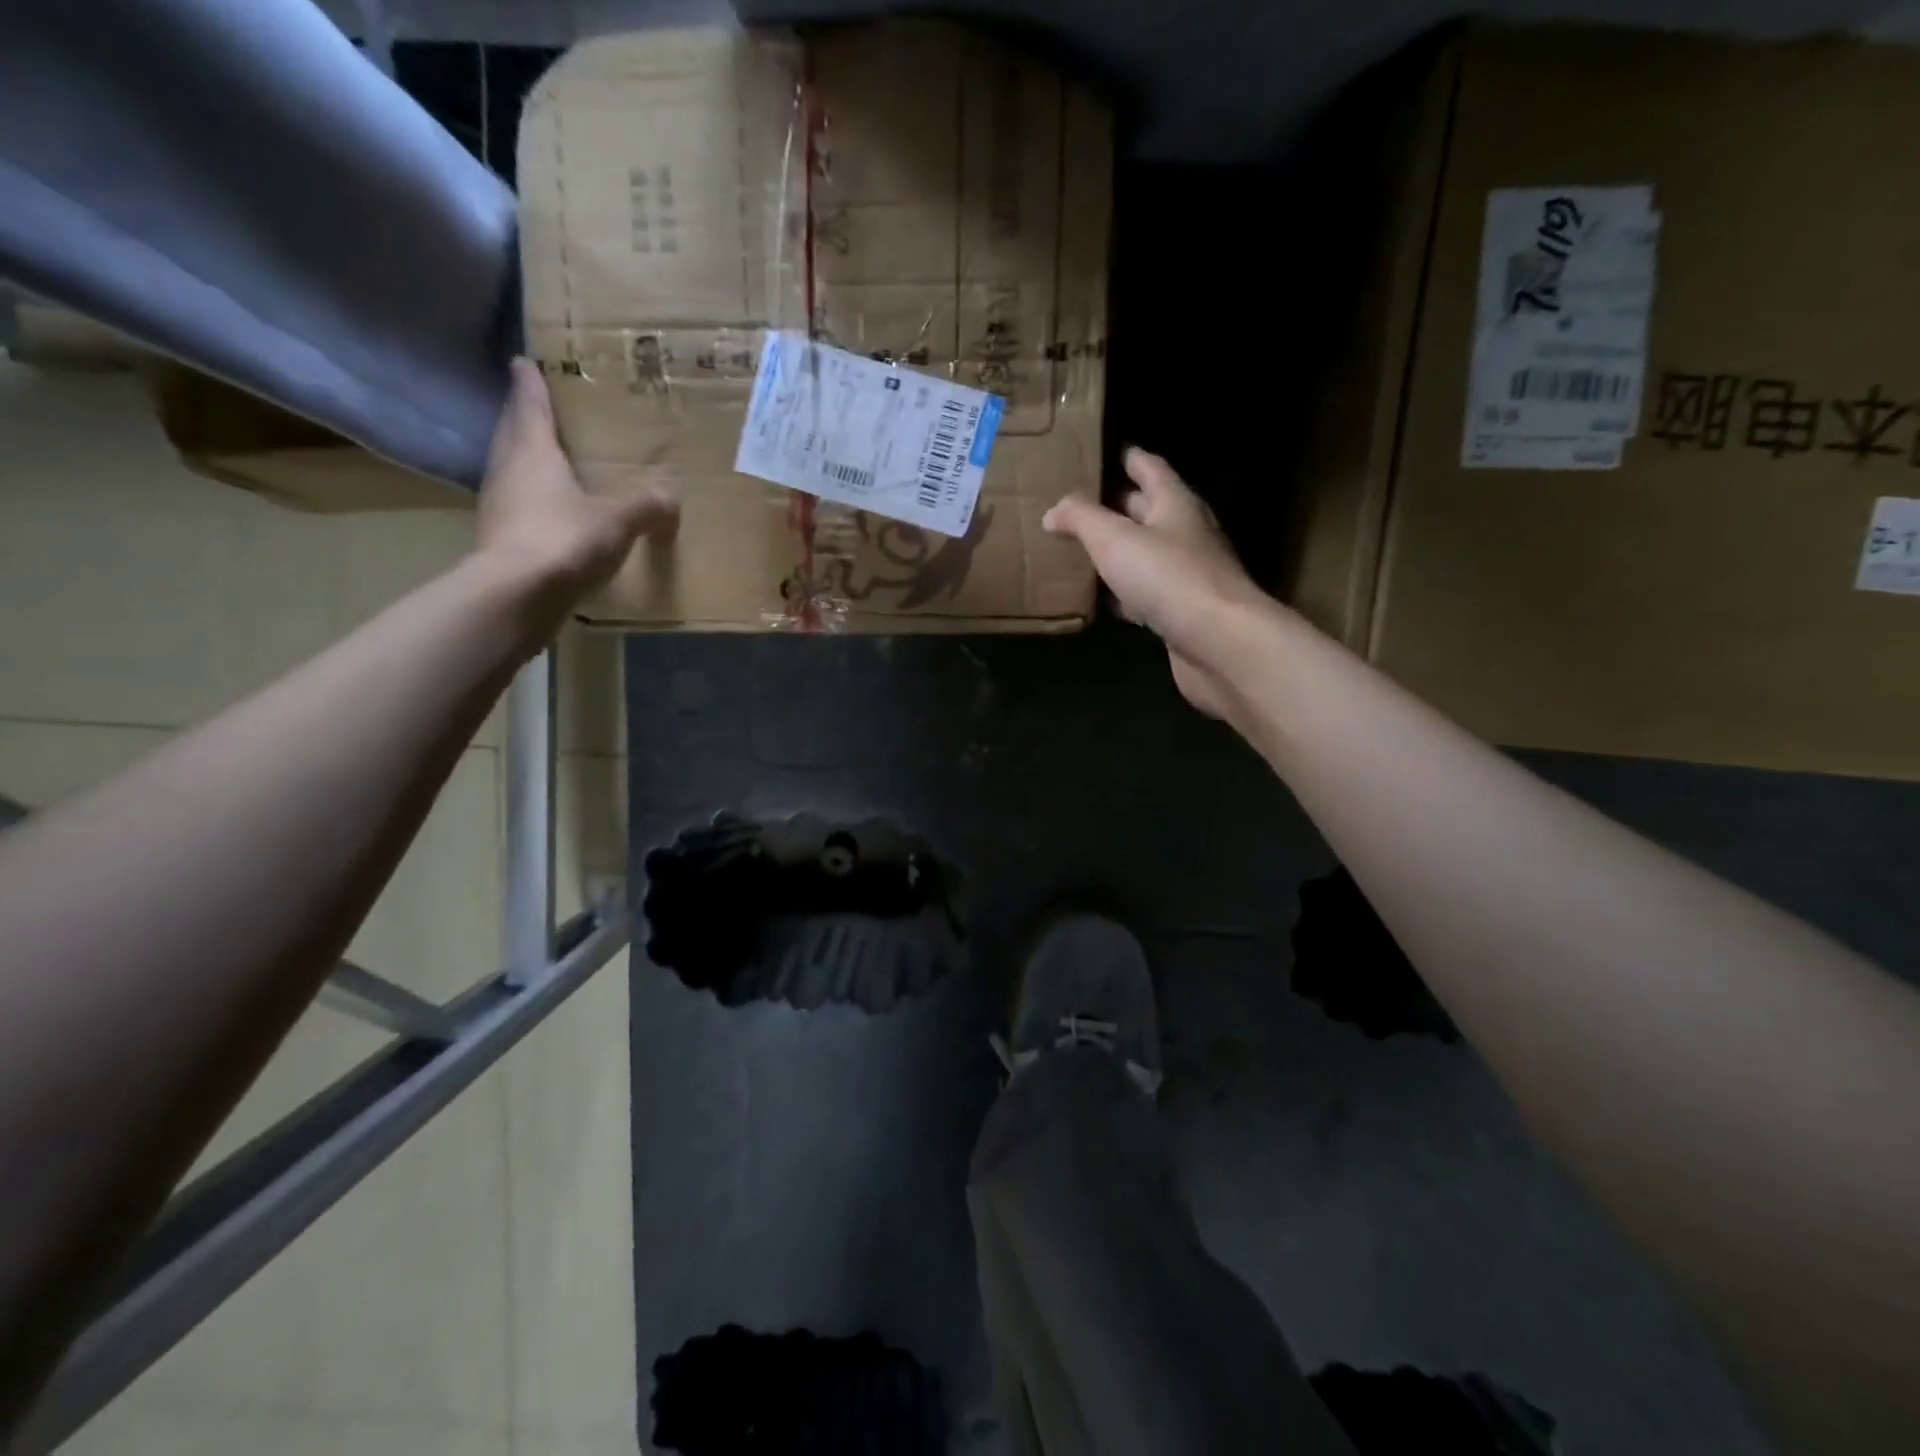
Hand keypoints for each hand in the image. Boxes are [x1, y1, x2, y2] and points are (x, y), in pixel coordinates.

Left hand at [475, 357, 677, 598]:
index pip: (529, 406)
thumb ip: (647, 505)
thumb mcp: (619, 520)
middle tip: (535, 408)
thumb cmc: (566, 539)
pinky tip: (549, 511)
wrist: (517, 595)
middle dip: (523, 418)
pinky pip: (517, 506)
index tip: (522, 361)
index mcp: (532, 452)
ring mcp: (498, 506)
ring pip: (510, 469)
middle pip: (512, 434)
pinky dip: (531, 499)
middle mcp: (507, 470)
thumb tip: (672, 496)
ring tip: (546, 459)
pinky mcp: (499, 539)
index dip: (529, 384)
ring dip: (524, 460)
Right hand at [1042, 448, 1271, 717]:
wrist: (1219, 643)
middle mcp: (1186, 534)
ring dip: (1119, 552)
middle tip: (1080, 505)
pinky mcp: (1181, 613)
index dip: (1130, 458)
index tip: (1108, 452)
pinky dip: (1124, 593)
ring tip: (1083, 550)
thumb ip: (1081, 519)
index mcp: (1176, 504)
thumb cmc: (1168, 578)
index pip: (1151, 469)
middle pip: (1149, 512)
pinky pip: (1145, 594)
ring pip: (1146, 554)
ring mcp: (1186, 576)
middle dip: (1118, 507)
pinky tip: (1103, 600)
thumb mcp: (1114, 539)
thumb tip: (1053, 510)